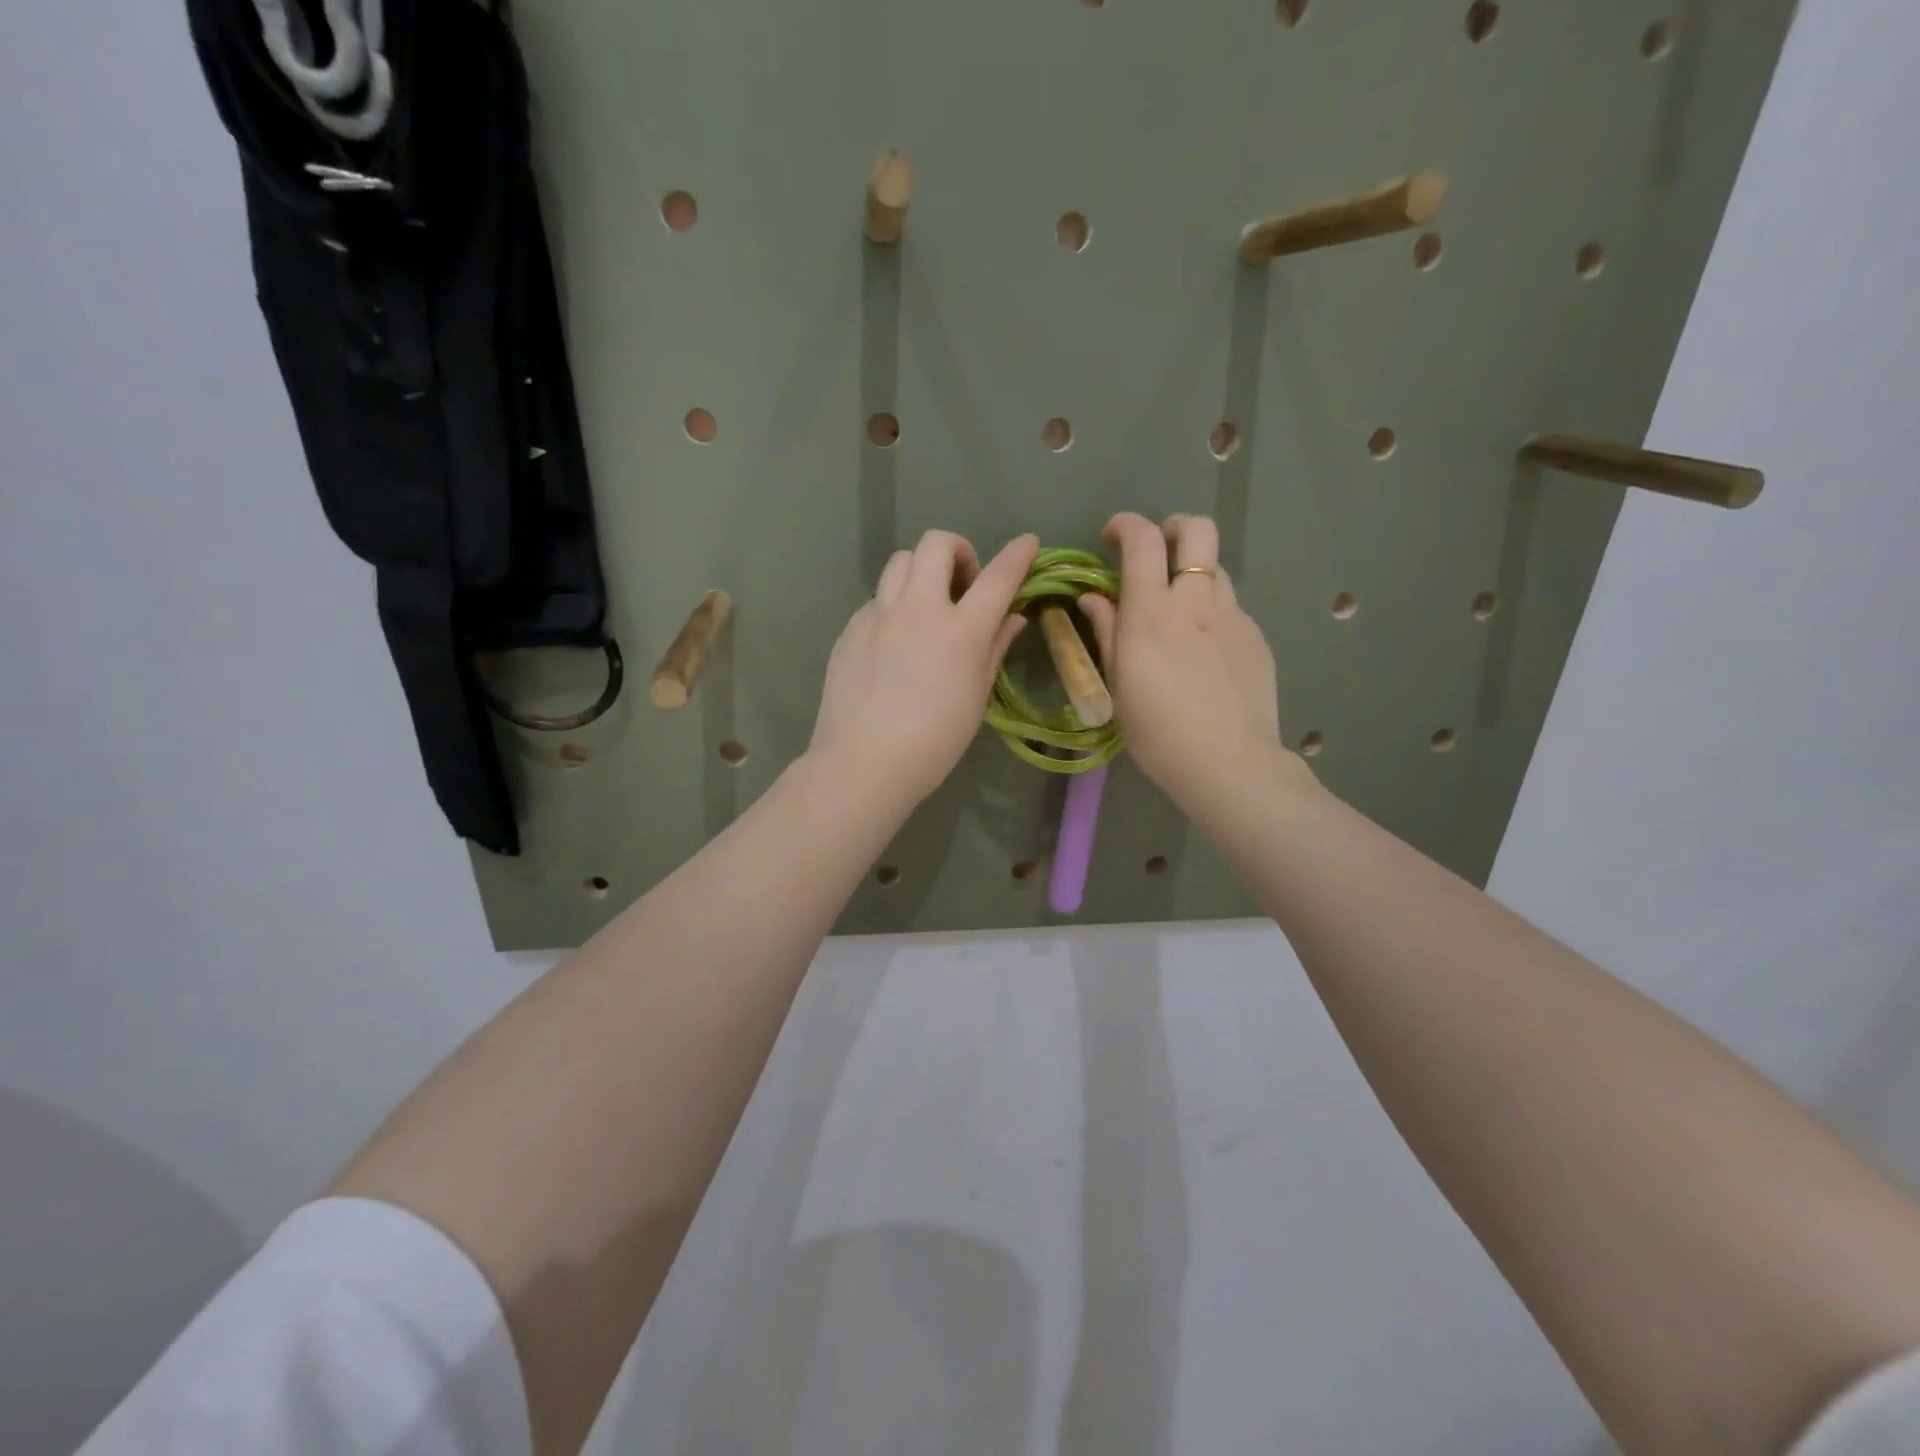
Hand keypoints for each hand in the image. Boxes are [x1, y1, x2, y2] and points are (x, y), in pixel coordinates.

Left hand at [809, 530, 1038, 808]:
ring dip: (921, 571)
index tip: (1028, 543)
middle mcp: (919, 609)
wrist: (864, 763)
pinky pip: (876, 599)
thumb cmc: (934, 742)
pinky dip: (893, 605)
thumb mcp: (976, 698)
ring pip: (900, 562)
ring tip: (926, 605)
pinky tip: (894, 640)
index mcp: (960, 630)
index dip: (1018, 554)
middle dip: (958, 551)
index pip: (998, 576)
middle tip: (963, 585)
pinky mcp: (851, 630)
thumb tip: (1012, 618)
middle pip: (936, 544)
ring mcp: (879, 616)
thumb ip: (995, 649)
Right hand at [1076, 513, 1284, 809]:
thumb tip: (1093, 597)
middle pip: (1198, 530)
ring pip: (1217, 569)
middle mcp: (1195, 602)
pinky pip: (1231, 609)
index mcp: (1152, 613)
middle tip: (1158, 550)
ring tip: (1180, 609)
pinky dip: (1212, 613)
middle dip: (1174, 527)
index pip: (1142, 540)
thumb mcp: (1118, 684)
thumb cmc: (1158, 732)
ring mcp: (1233, 617)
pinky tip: (1206, 652)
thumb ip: (1107, 631)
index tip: (1112, 537)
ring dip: (1194, 574)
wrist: (1228, 763)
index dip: (1125, 525)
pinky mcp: (1255, 637)